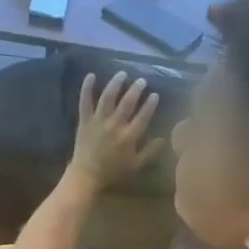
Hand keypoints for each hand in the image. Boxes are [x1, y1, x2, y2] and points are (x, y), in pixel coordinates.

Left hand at [70, 71, 162, 186]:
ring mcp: (99, 121)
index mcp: (129, 136)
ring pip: (108, 97)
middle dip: (136, 89)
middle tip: (141, 81)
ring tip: (122, 74)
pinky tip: (91, 75)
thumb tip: (163, 139)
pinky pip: (85, 101)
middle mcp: (115, 125)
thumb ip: (150, 152)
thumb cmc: (113, 171)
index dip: (150, 104)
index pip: (143, 116)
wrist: (87, 175)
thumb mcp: (135, 165)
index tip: (155, 94)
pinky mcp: (85, 120)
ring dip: (116, 83)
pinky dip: (87, 87)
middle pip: (127, 102)